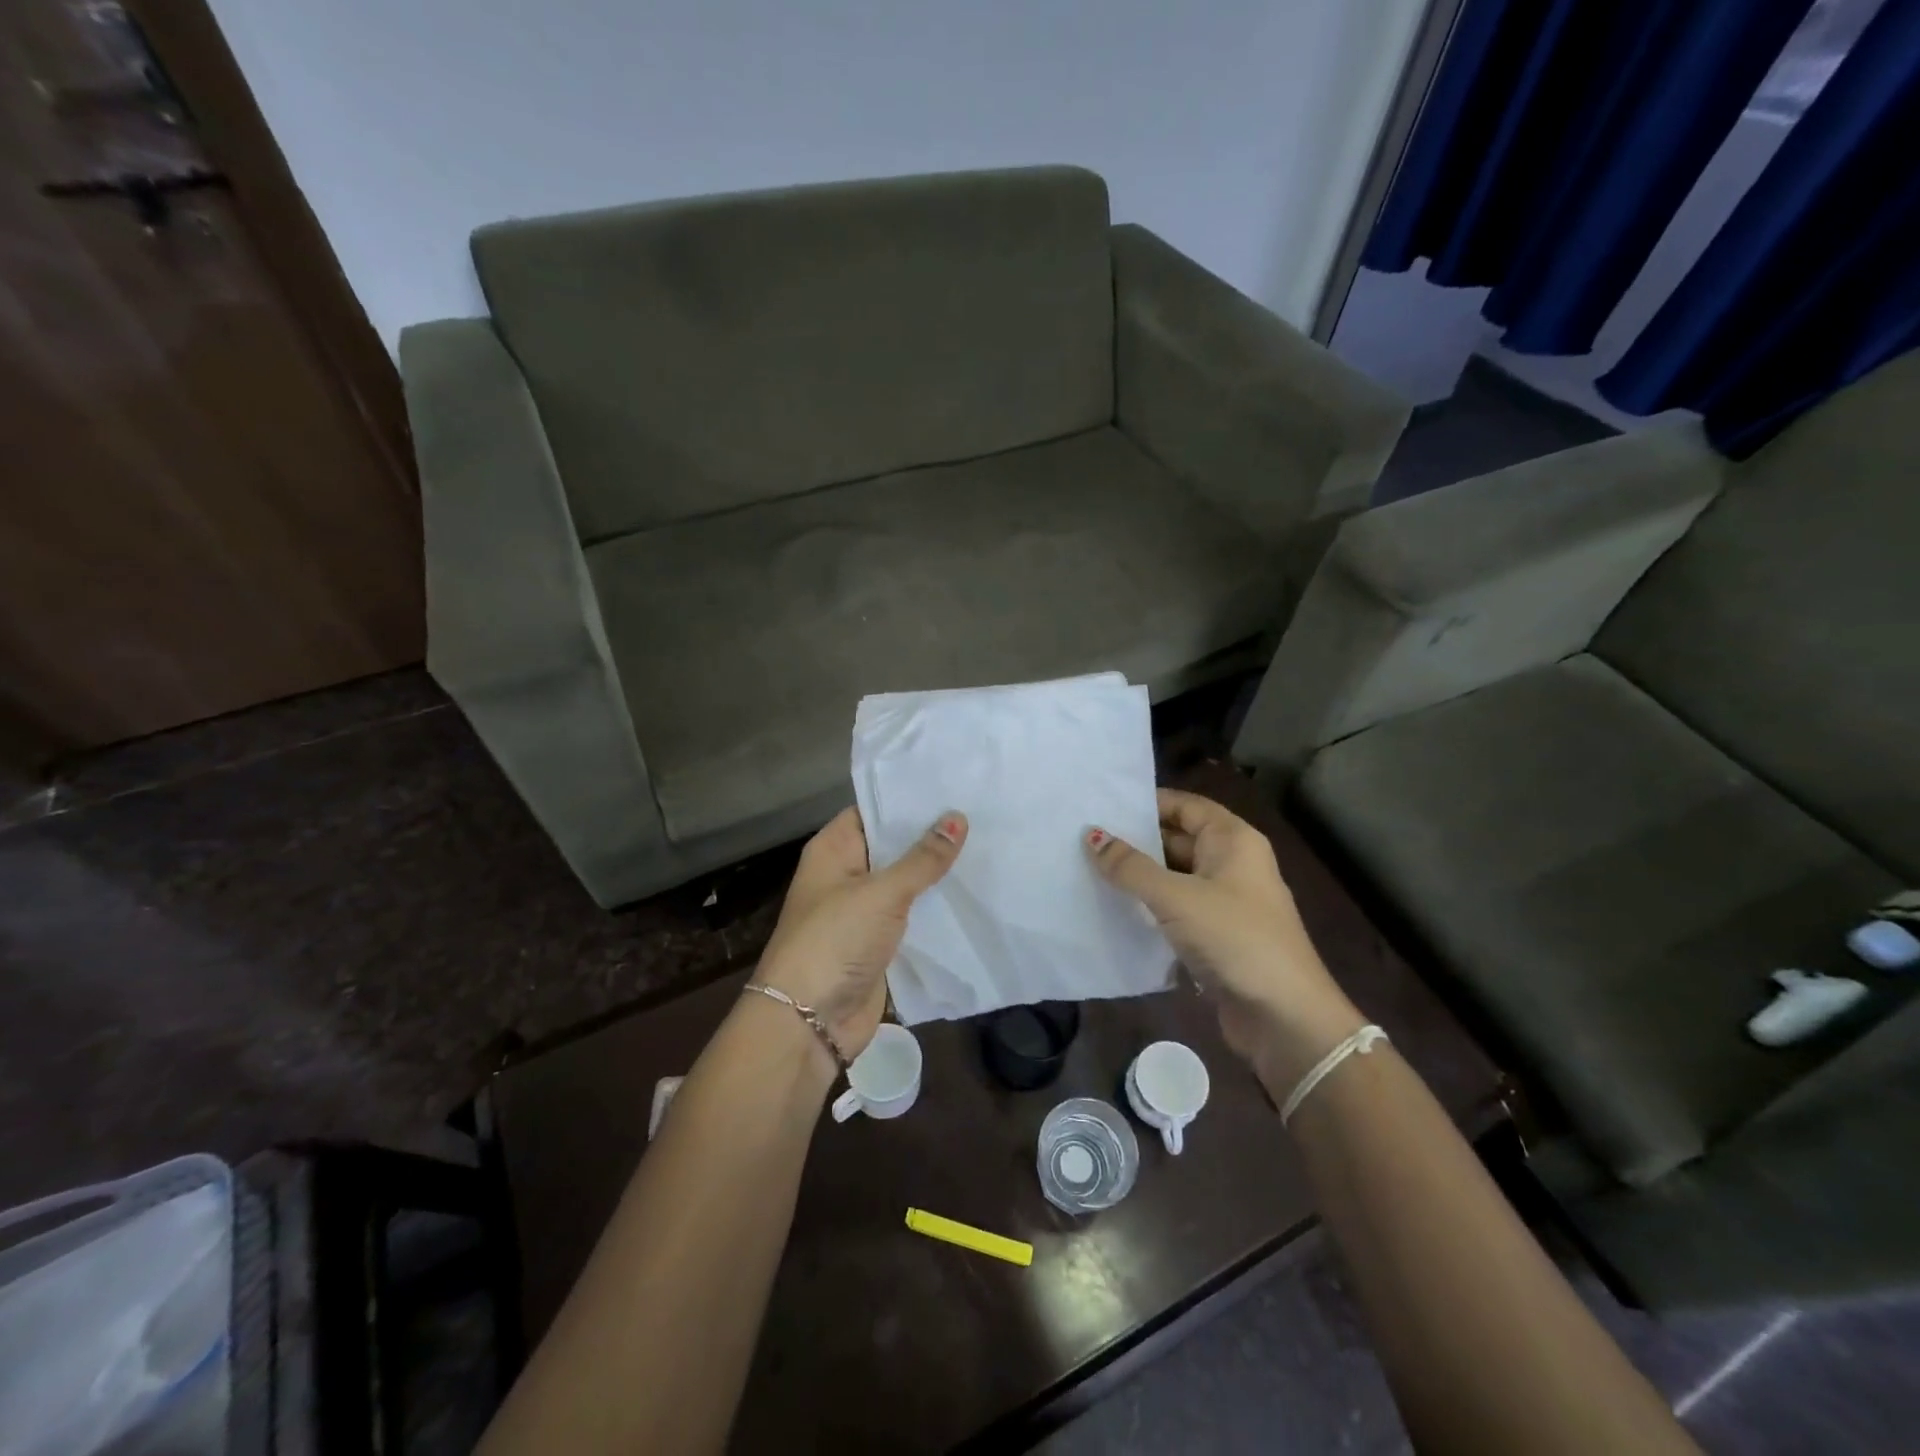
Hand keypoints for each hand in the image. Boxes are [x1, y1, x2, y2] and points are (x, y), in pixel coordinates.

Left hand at [752, 807, 965, 1061]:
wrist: (808, 1023)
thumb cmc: (835, 941)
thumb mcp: (882, 894)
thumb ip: (922, 859)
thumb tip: (957, 818)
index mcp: (833, 850)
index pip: (873, 810)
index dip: (908, 799)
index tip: (953, 787)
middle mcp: (846, 874)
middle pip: (893, 846)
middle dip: (931, 836)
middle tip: (982, 814)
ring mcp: (863, 910)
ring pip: (905, 882)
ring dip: (937, 873)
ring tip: (988, 847)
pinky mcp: (879, 942)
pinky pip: (912, 916)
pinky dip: (936, 908)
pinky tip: (974, 893)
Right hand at [1087, 790, 1364, 1090]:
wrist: (1284, 1017)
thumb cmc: (1235, 939)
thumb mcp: (1176, 897)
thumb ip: (1131, 867)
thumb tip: (1092, 836)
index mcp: (1233, 841)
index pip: (1185, 806)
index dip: (1147, 803)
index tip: (1101, 806)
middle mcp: (1232, 864)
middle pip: (1177, 839)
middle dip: (1135, 841)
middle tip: (1082, 838)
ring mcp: (1225, 902)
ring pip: (1174, 877)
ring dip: (1138, 877)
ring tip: (1086, 869)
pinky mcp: (1216, 936)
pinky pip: (1175, 910)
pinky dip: (1148, 907)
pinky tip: (1112, 908)